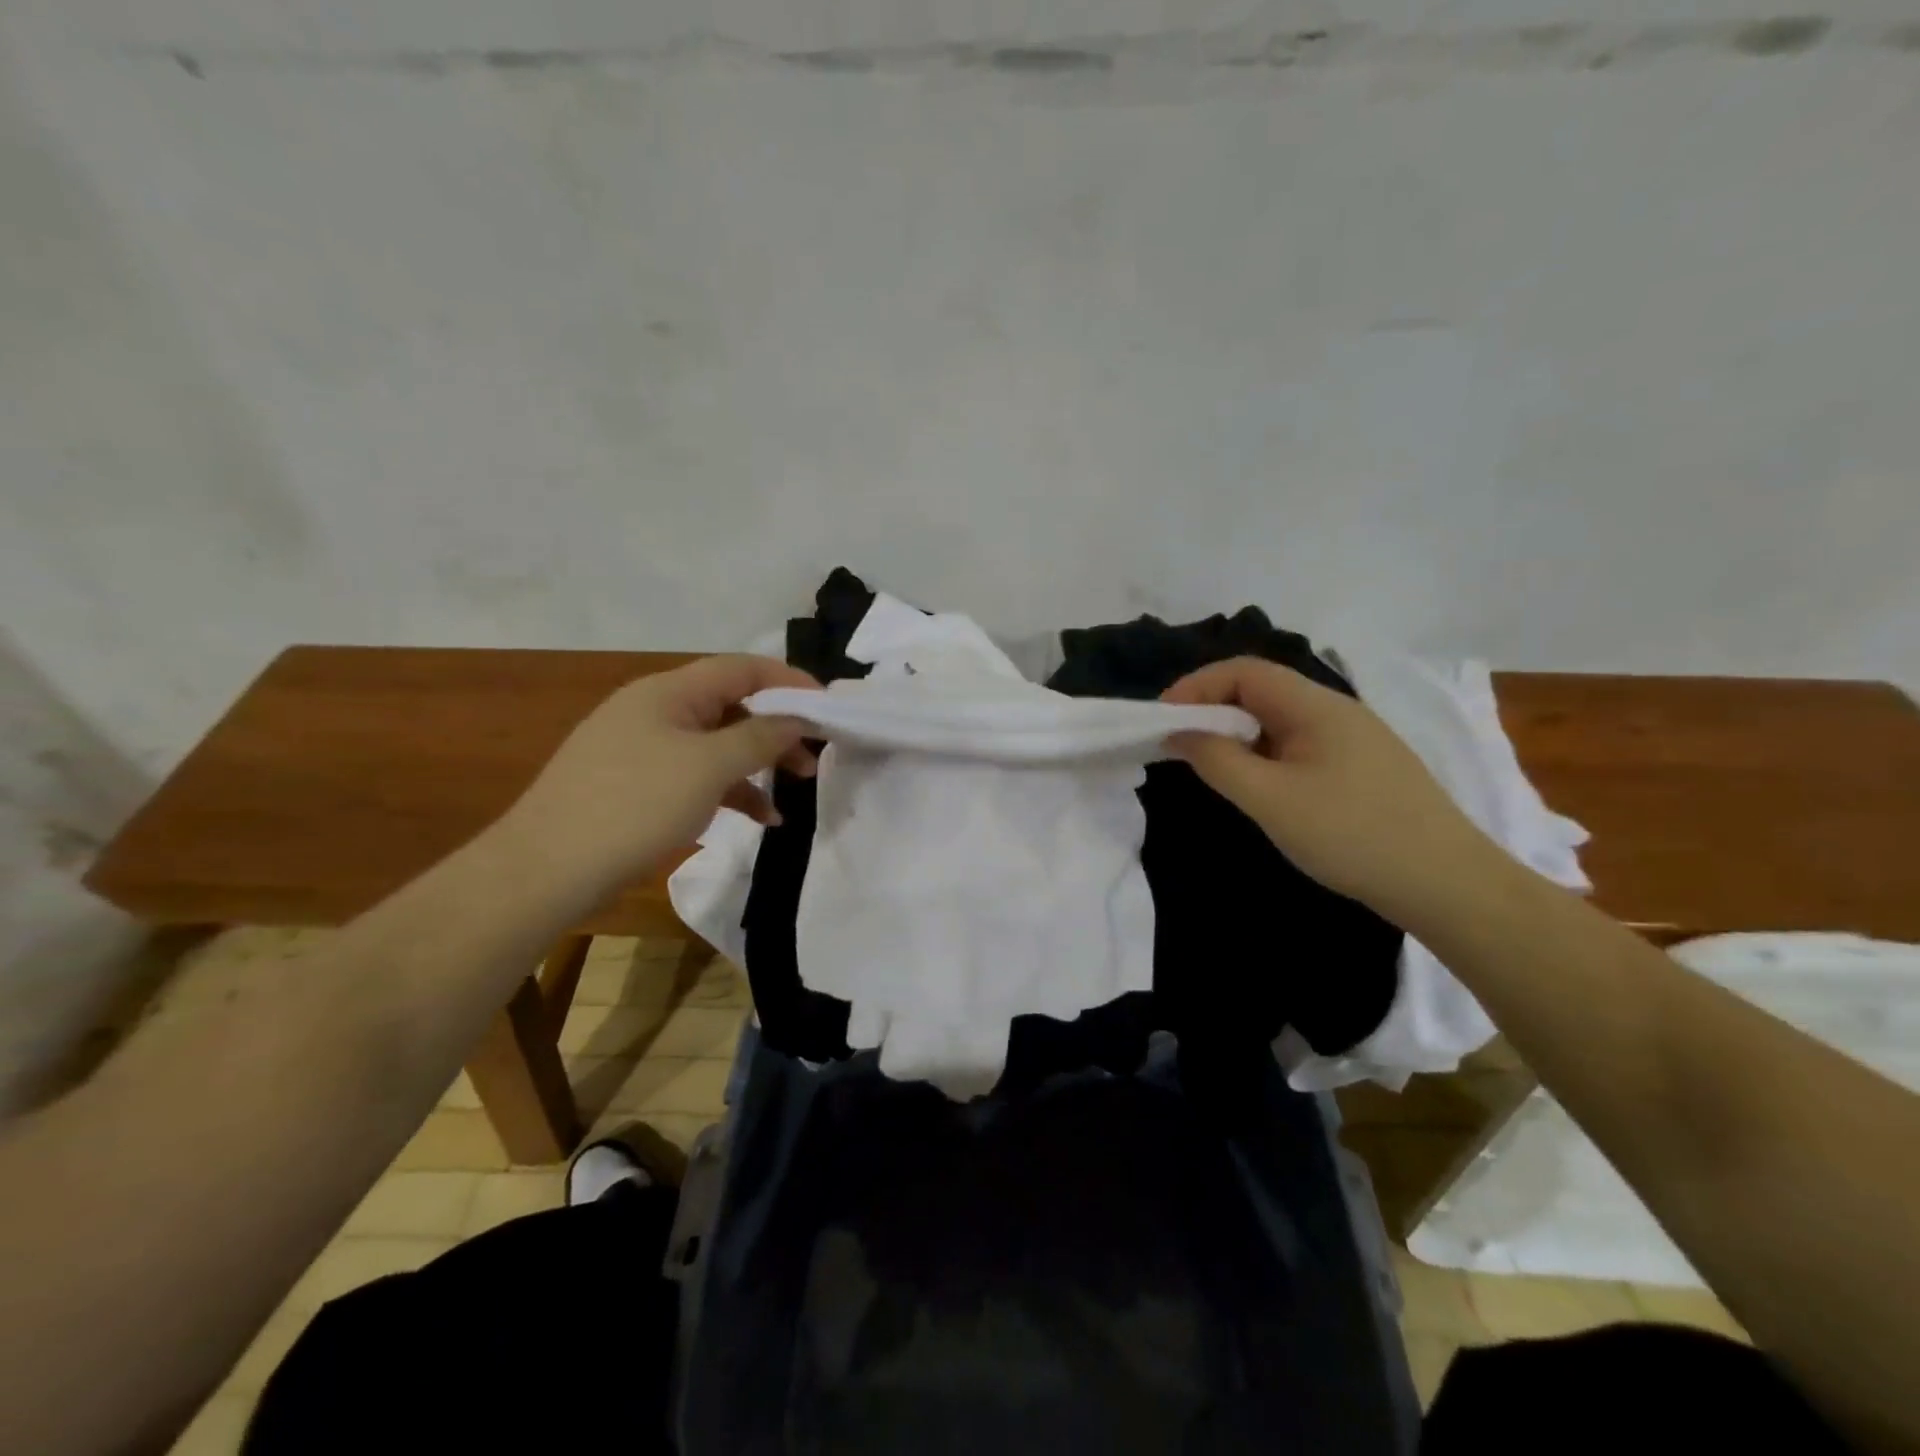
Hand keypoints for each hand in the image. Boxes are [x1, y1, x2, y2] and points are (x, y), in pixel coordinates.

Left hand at [504, 655, 818, 896]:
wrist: (546, 869)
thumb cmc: (634, 804)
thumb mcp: (708, 767)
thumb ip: (760, 738)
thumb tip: (796, 720)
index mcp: (670, 691)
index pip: (742, 668)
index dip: (789, 681)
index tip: (829, 706)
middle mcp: (657, 710)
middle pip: (732, 705)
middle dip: (778, 728)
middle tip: (815, 756)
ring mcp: (644, 748)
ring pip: (717, 743)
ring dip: (759, 762)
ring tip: (796, 789)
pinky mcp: (638, 785)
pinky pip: (697, 775)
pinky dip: (730, 790)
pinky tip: (759, 818)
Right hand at [1162, 657, 1497, 916]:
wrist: (1448, 884)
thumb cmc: (1352, 835)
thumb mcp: (1271, 800)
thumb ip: (1217, 761)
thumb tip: (1178, 732)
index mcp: (1316, 706)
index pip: (1244, 671)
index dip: (1196, 686)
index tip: (1162, 718)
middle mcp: (1336, 711)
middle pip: (1261, 691)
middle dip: (1212, 709)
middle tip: (1178, 744)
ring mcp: (1353, 740)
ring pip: (1278, 720)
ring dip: (1237, 734)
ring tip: (1210, 766)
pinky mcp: (1360, 768)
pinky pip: (1297, 745)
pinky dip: (1263, 754)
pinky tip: (1258, 786)